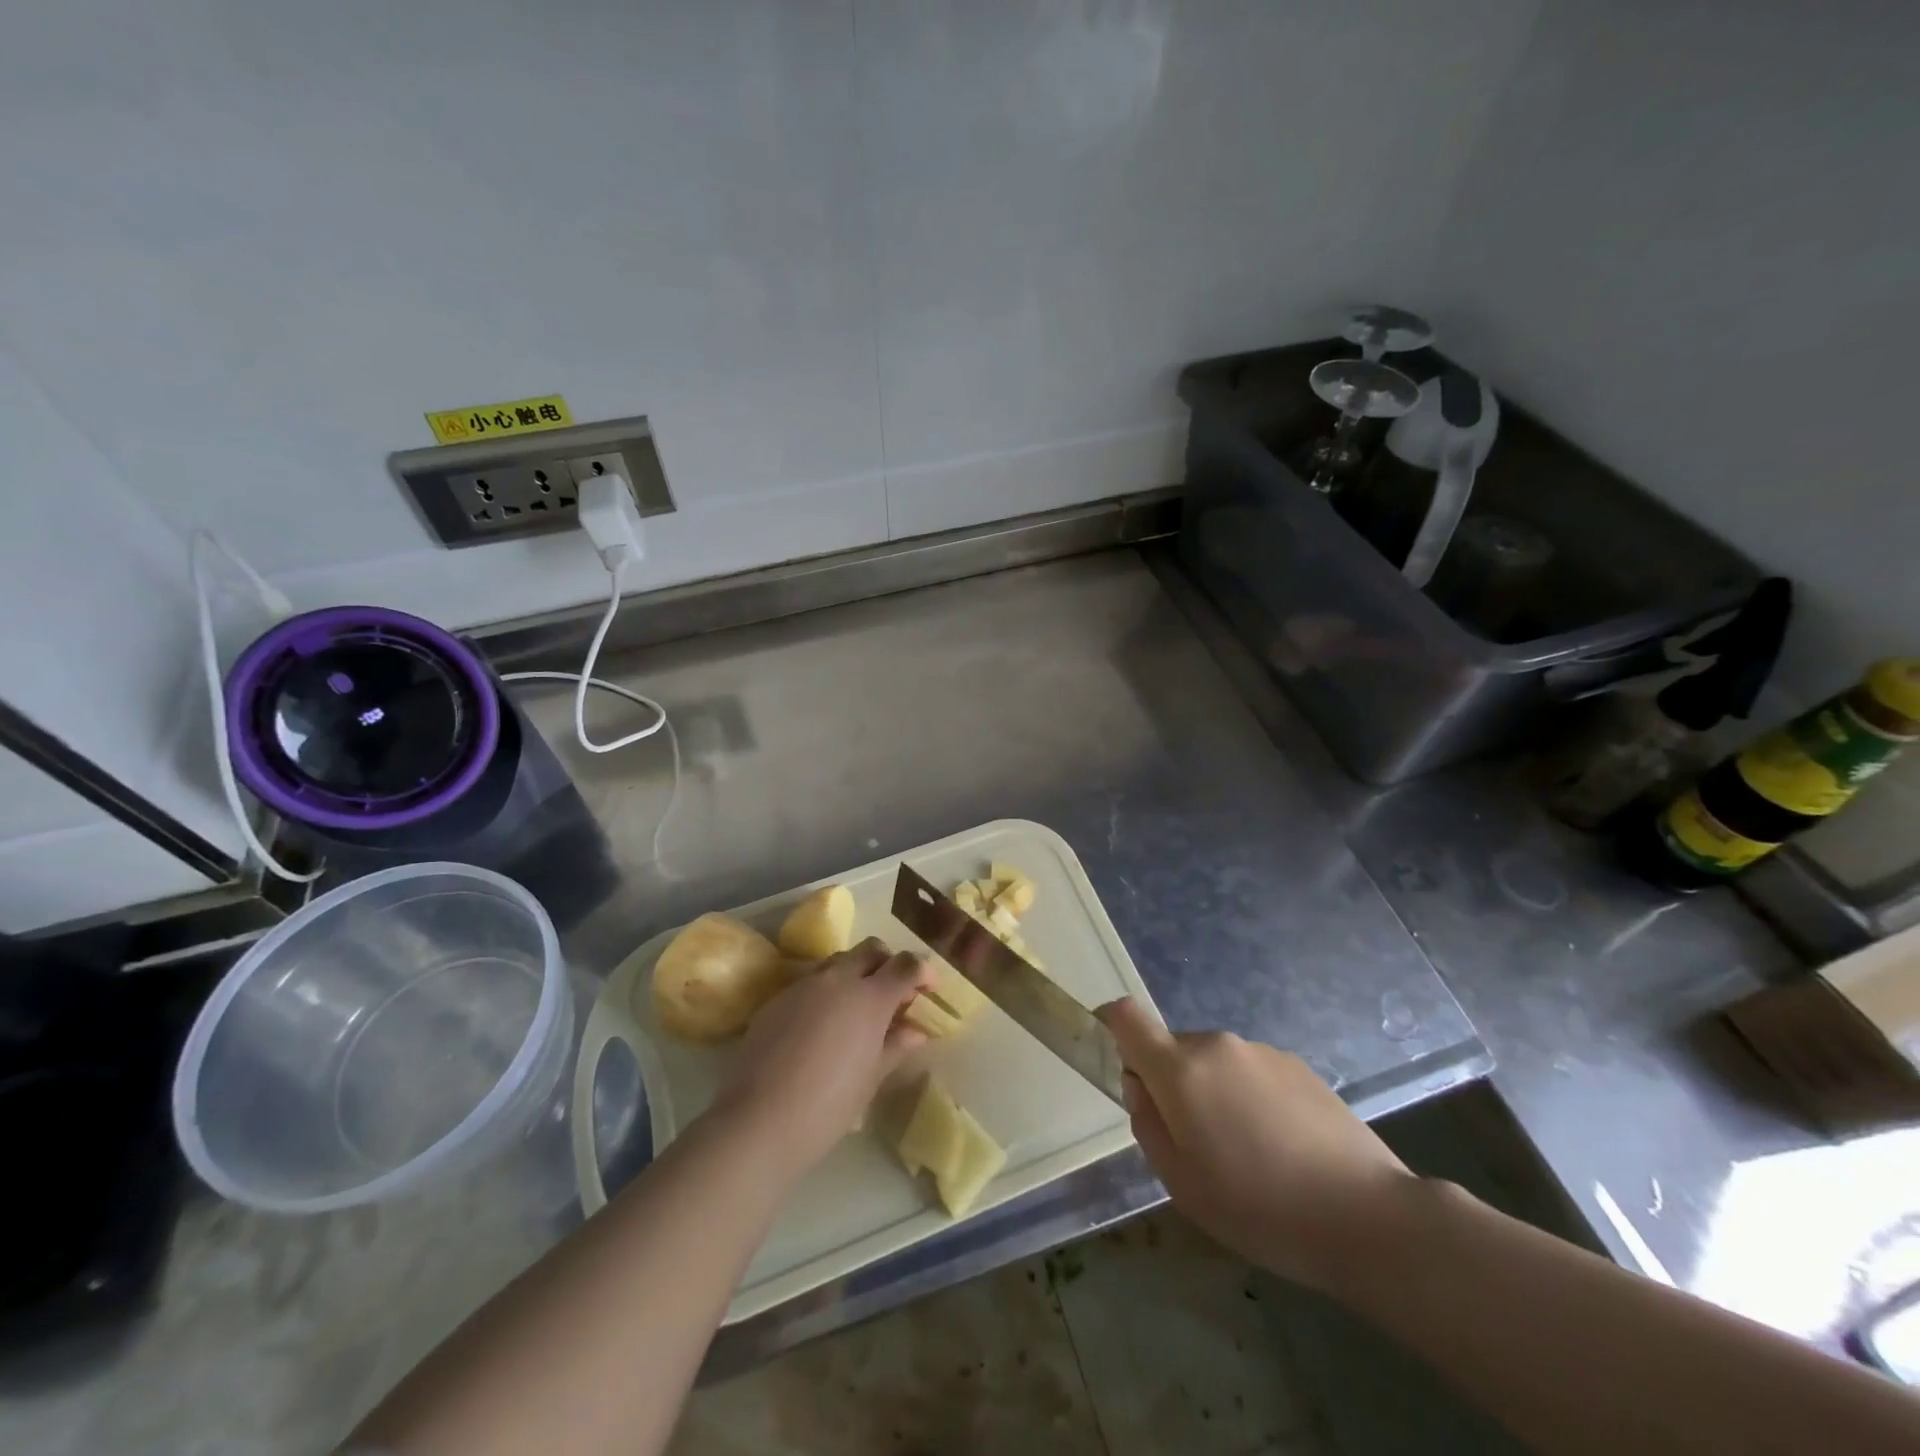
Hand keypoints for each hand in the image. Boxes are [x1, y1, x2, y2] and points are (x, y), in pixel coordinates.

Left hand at [710, 938, 933, 1175]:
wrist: (760, 1119)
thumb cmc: (829, 1104)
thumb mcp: (871, 1077)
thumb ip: (895, 1045)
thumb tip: (915, 1031)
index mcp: (870, 997)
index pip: (906, 964)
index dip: (923, 970)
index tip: (929, 987)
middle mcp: (838, 980)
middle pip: (871, 949)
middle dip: (887, 962)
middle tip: (893, 992)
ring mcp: (804, 986)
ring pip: (838, 961)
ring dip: (855, 973)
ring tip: (857, 1009)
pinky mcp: (777, 999)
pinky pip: (810, 983)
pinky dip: (826, 992)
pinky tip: (822, 1026)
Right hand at [1097, 998, 1412, 1292]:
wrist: (1368, 1216)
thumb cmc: (1260, 1207)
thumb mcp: (1182, 1183)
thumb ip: (1147, 1125)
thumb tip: (1141, 1089)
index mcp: (1180, 1068)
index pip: (1126, 1016)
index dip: (1108, 1025)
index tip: (1109, 1055)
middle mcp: (1217, 1044)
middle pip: (1173, 1049)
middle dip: (1170, 1084)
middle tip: (1194, 1143)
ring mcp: (1261, 1051)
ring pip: (1214, 1063)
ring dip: (1212, 1093)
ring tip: (1246, 1153)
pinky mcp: (1298, 1065)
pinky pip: (1251, 1072)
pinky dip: (1249, 1098)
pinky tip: (1281, 1148)